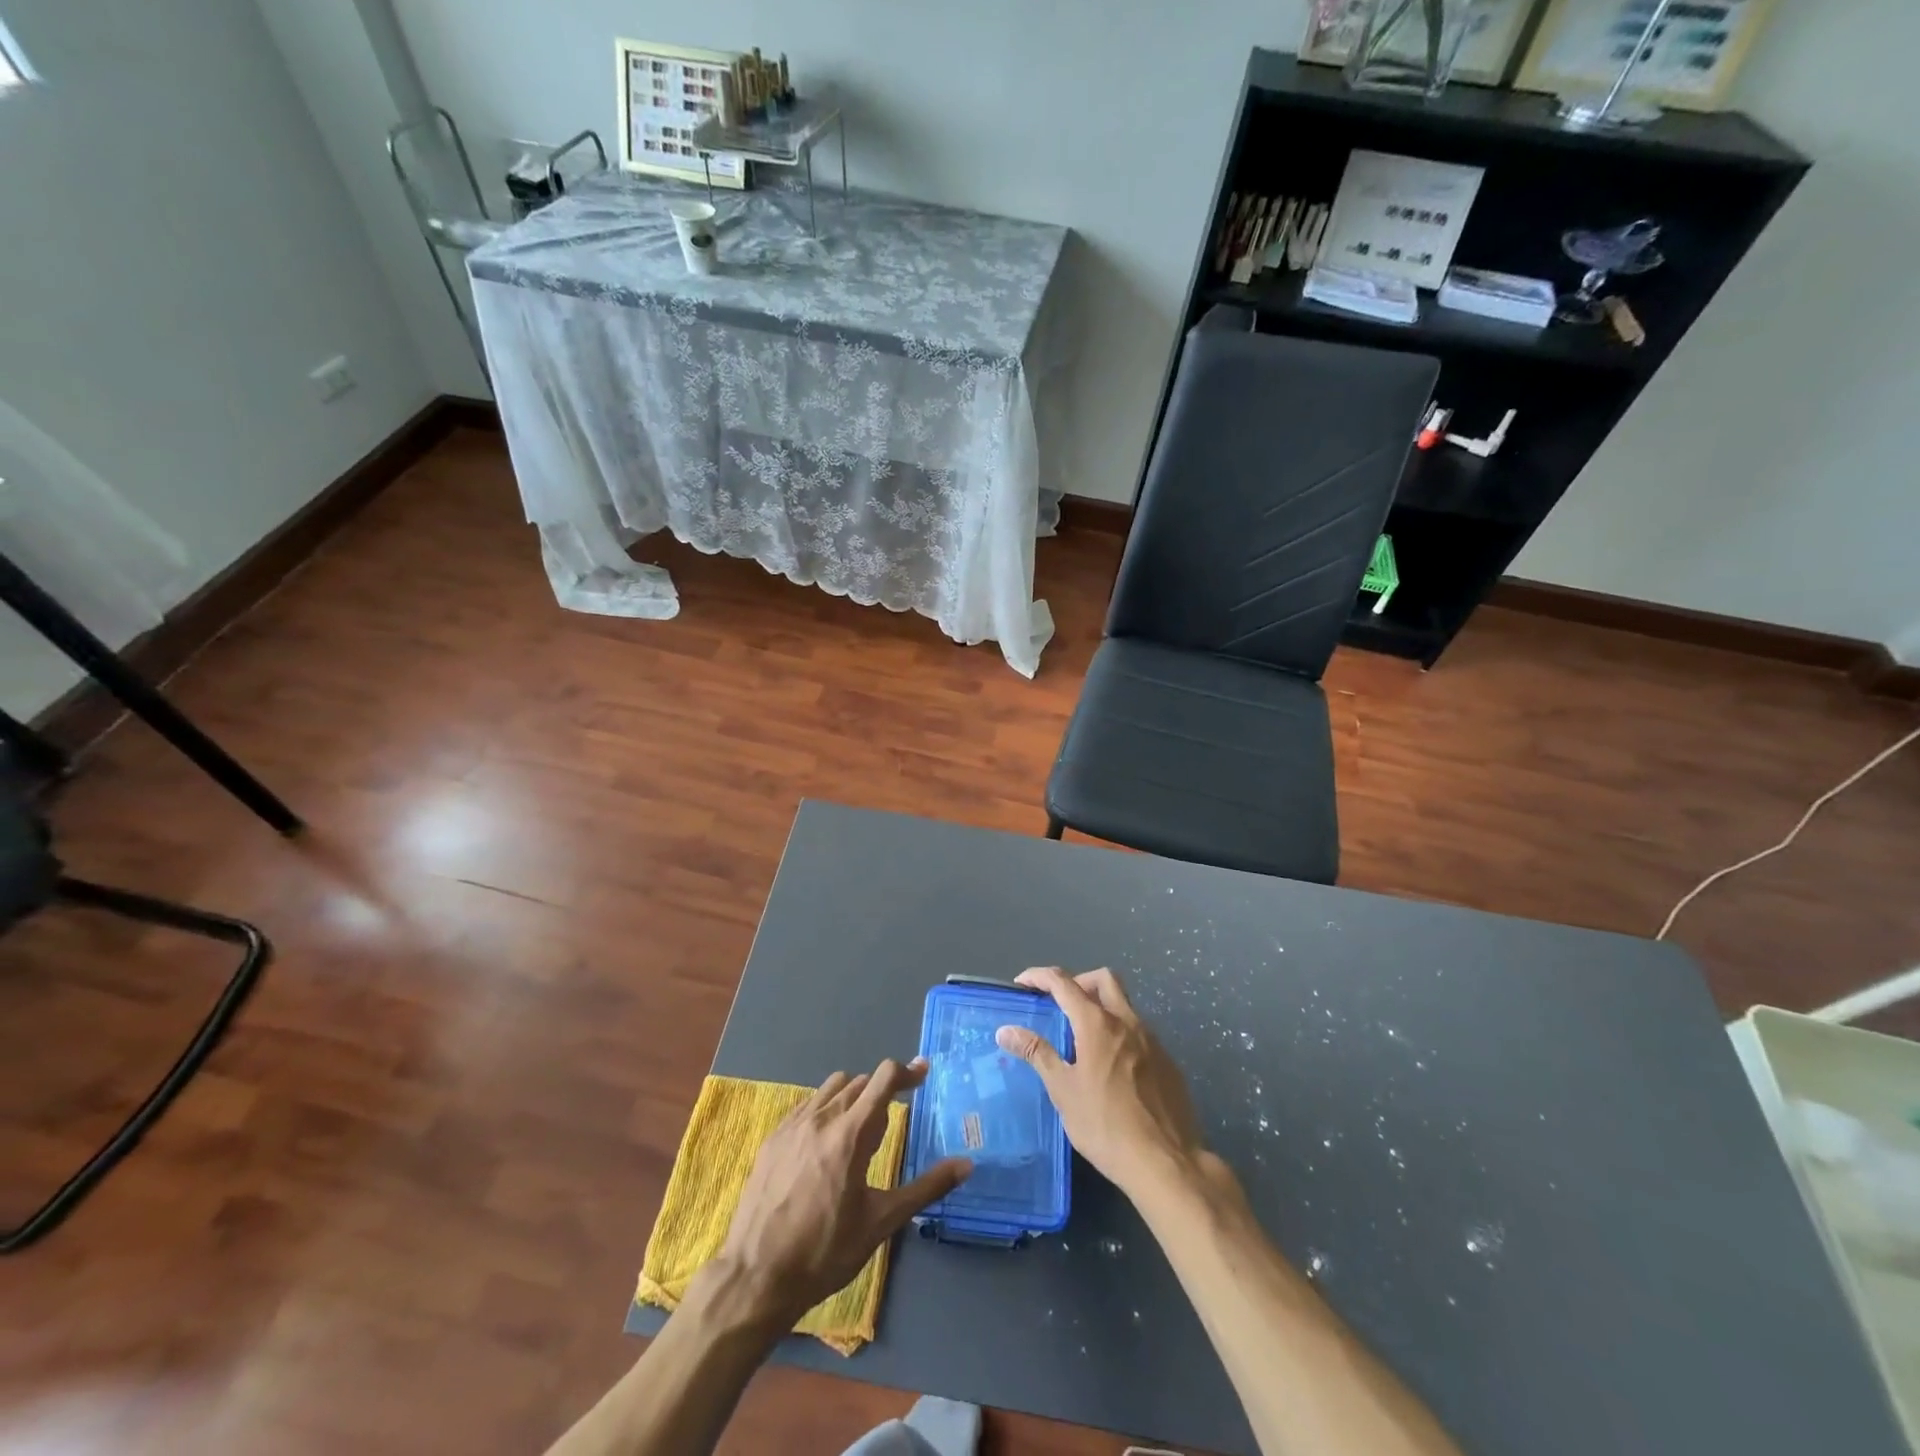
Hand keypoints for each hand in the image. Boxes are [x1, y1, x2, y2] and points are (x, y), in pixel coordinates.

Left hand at [707, 1057, 970, 1329]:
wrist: (755, 1277)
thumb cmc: (824, 1252)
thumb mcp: (881, 1223)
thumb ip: (926, 1188)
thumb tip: (966, 1164)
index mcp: (851, 1133)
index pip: (883, 1078)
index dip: (908, 1071)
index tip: (924, 1073)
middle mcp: (822, 1117)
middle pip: (860, 1083)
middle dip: (881, 1095)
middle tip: (887, 1130)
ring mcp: (793, 1125)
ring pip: (832, 1088)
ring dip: (853, 1098)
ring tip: (857, 1136)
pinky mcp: (773, 1138)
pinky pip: (807, 1105)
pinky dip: (825, 1110)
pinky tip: (824, 1146)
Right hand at [995, 967, 1210, 1200]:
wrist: (1166, 1163)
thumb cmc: (1105, 1125)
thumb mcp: (1063, 1091)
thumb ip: (1037, 1053)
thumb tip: (1006, 1030)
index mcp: (1098, 1024)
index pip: (1064, 982)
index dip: (1039, 976)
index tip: (1021, 984)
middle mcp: (1128, 1021)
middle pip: (1103, 979)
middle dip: (1078, 981)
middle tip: (1059, 1004)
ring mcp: (1152, 1040)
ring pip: (1125, 1004)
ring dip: (1101, 1007)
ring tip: (1082, 1039)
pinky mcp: (1168, 1061)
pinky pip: (1139, 1033)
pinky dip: (1119, 1034)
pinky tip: (1112, 1068)